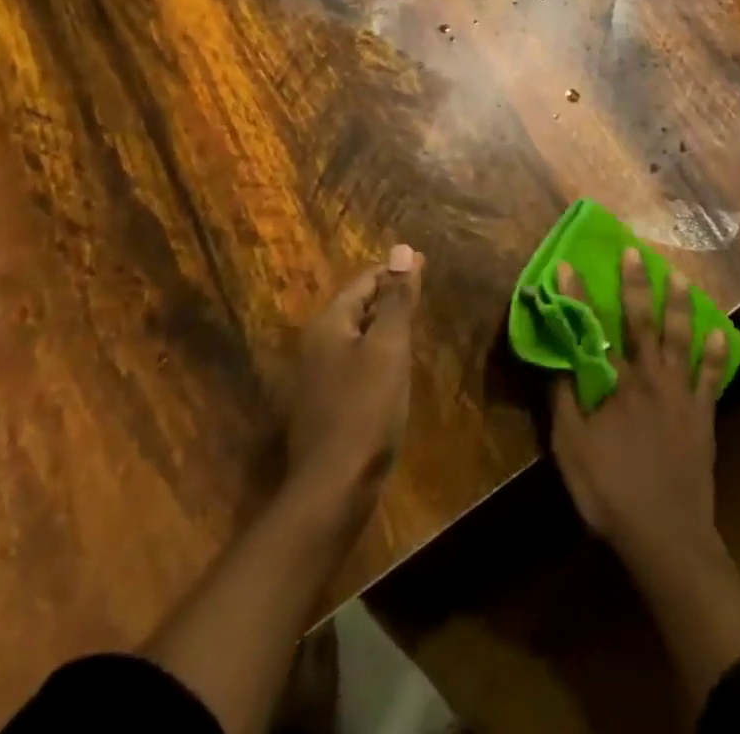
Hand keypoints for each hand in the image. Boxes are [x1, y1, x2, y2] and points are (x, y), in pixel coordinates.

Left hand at [286, 244, 423, 508]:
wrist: (333, 489)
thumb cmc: (365, 410)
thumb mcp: (389, 348)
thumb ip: (396, 299)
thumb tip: (401, 249)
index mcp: (329, 324)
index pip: (364, 281)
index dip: (393, 271)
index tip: (422, 263)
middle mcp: (317, 344)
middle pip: (356, 306)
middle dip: (387, 294)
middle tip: (420, 287)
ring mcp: (318, 377)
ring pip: (355, 335)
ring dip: (382, 324)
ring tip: (412, 320)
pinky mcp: (326, 405)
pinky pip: (354, 362)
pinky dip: (376, 352)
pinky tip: (394, 365)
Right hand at [549, 250, 730, 560]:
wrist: (666, 535)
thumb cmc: (610, 492)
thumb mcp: (570, 449)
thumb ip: (562, 401)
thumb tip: (555, 358)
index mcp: (614, 383)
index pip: (591, 329)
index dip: (577, 295)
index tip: (566, 264)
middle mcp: (648, 378)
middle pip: (641, 321)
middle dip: (635, 284)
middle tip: (635, 252)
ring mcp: (679, 395)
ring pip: (680, 339)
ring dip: (679, 306)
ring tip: (681, 278)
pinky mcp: (702, 416)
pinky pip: (710, 378)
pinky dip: (715, 354)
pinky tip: (720, 334)